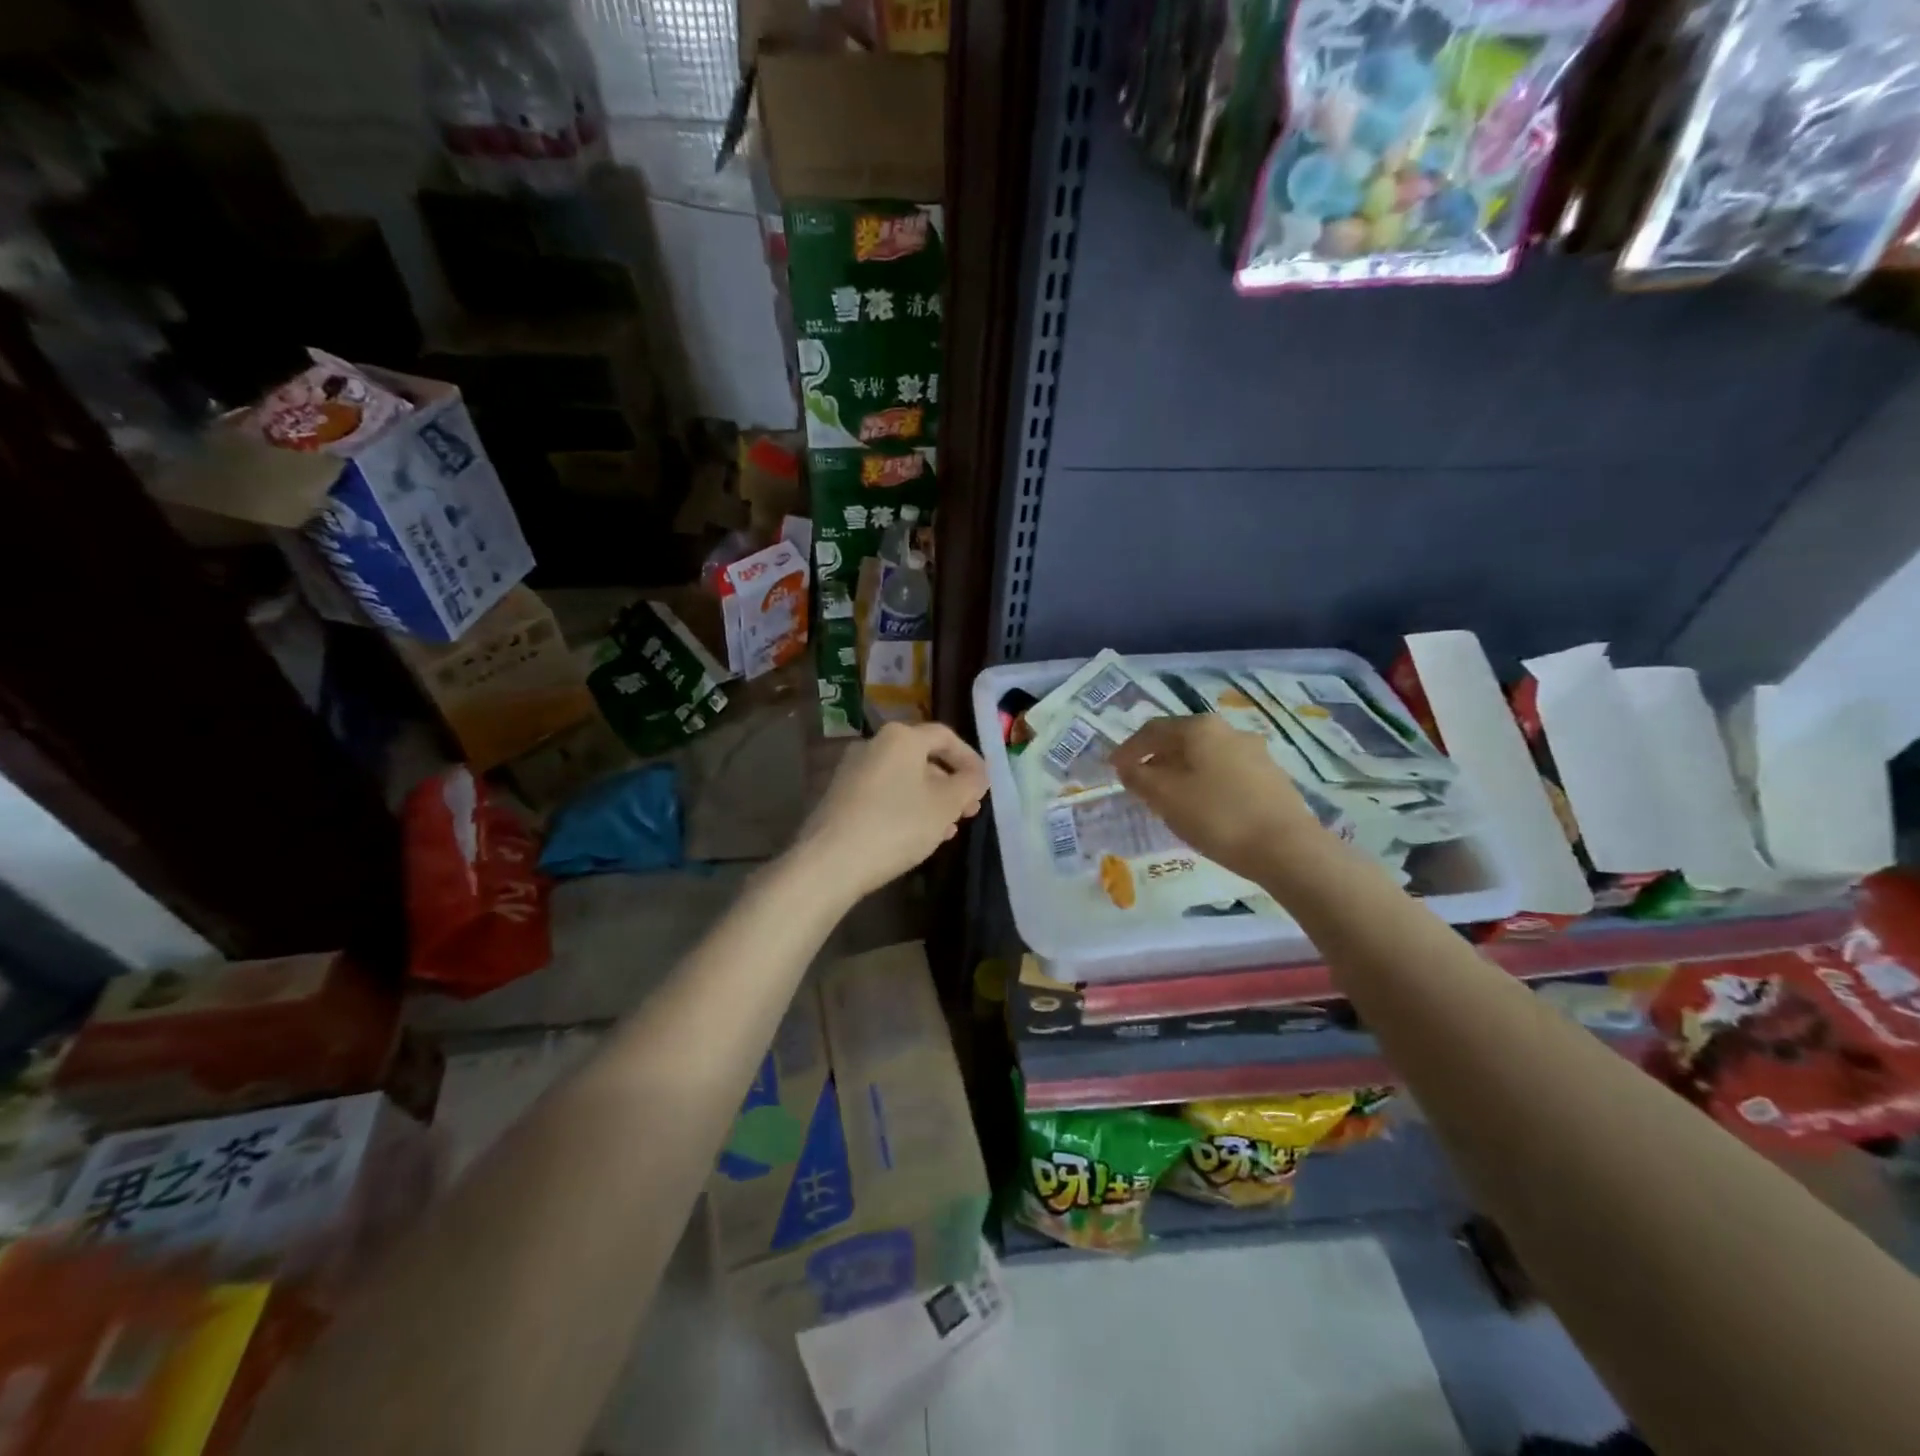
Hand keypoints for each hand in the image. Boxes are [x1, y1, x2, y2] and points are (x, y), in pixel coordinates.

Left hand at [793, 721, 988, 901]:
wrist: (830, 862)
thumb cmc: (897, 825)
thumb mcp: (946, 805)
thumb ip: (969, 785)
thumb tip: (977, 776)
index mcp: (901, 737)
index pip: (945, 737)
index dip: (970, 759)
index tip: (984, 786)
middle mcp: (873, 744)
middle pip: (922, 758)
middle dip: (950, 784)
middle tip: (968, 811)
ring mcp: (852, 770)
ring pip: (903, 778)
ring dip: (930, 799)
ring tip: (947, 829)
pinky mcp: (839, 796)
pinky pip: (883, 793)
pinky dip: (905, 807)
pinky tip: (916, 835)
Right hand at [1113, 716, 1328, 881]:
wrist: (1287, 848)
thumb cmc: (1217, 816)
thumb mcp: (1166, 797)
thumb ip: (1139, 778)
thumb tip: (1127, 767)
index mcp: (1201, 728)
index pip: (1153, 729)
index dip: (1128, 748)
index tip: (1113, 768)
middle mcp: (1229, 731)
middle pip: (1181, 739)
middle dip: (1156, 758)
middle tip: (1138, 781)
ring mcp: (1255, 752)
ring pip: (1205, 756)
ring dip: (1181, 771)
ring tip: (1168, 796)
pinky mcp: (1271, 777)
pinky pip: (1225, 771)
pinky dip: (1204, 781)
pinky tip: (1201, 806)